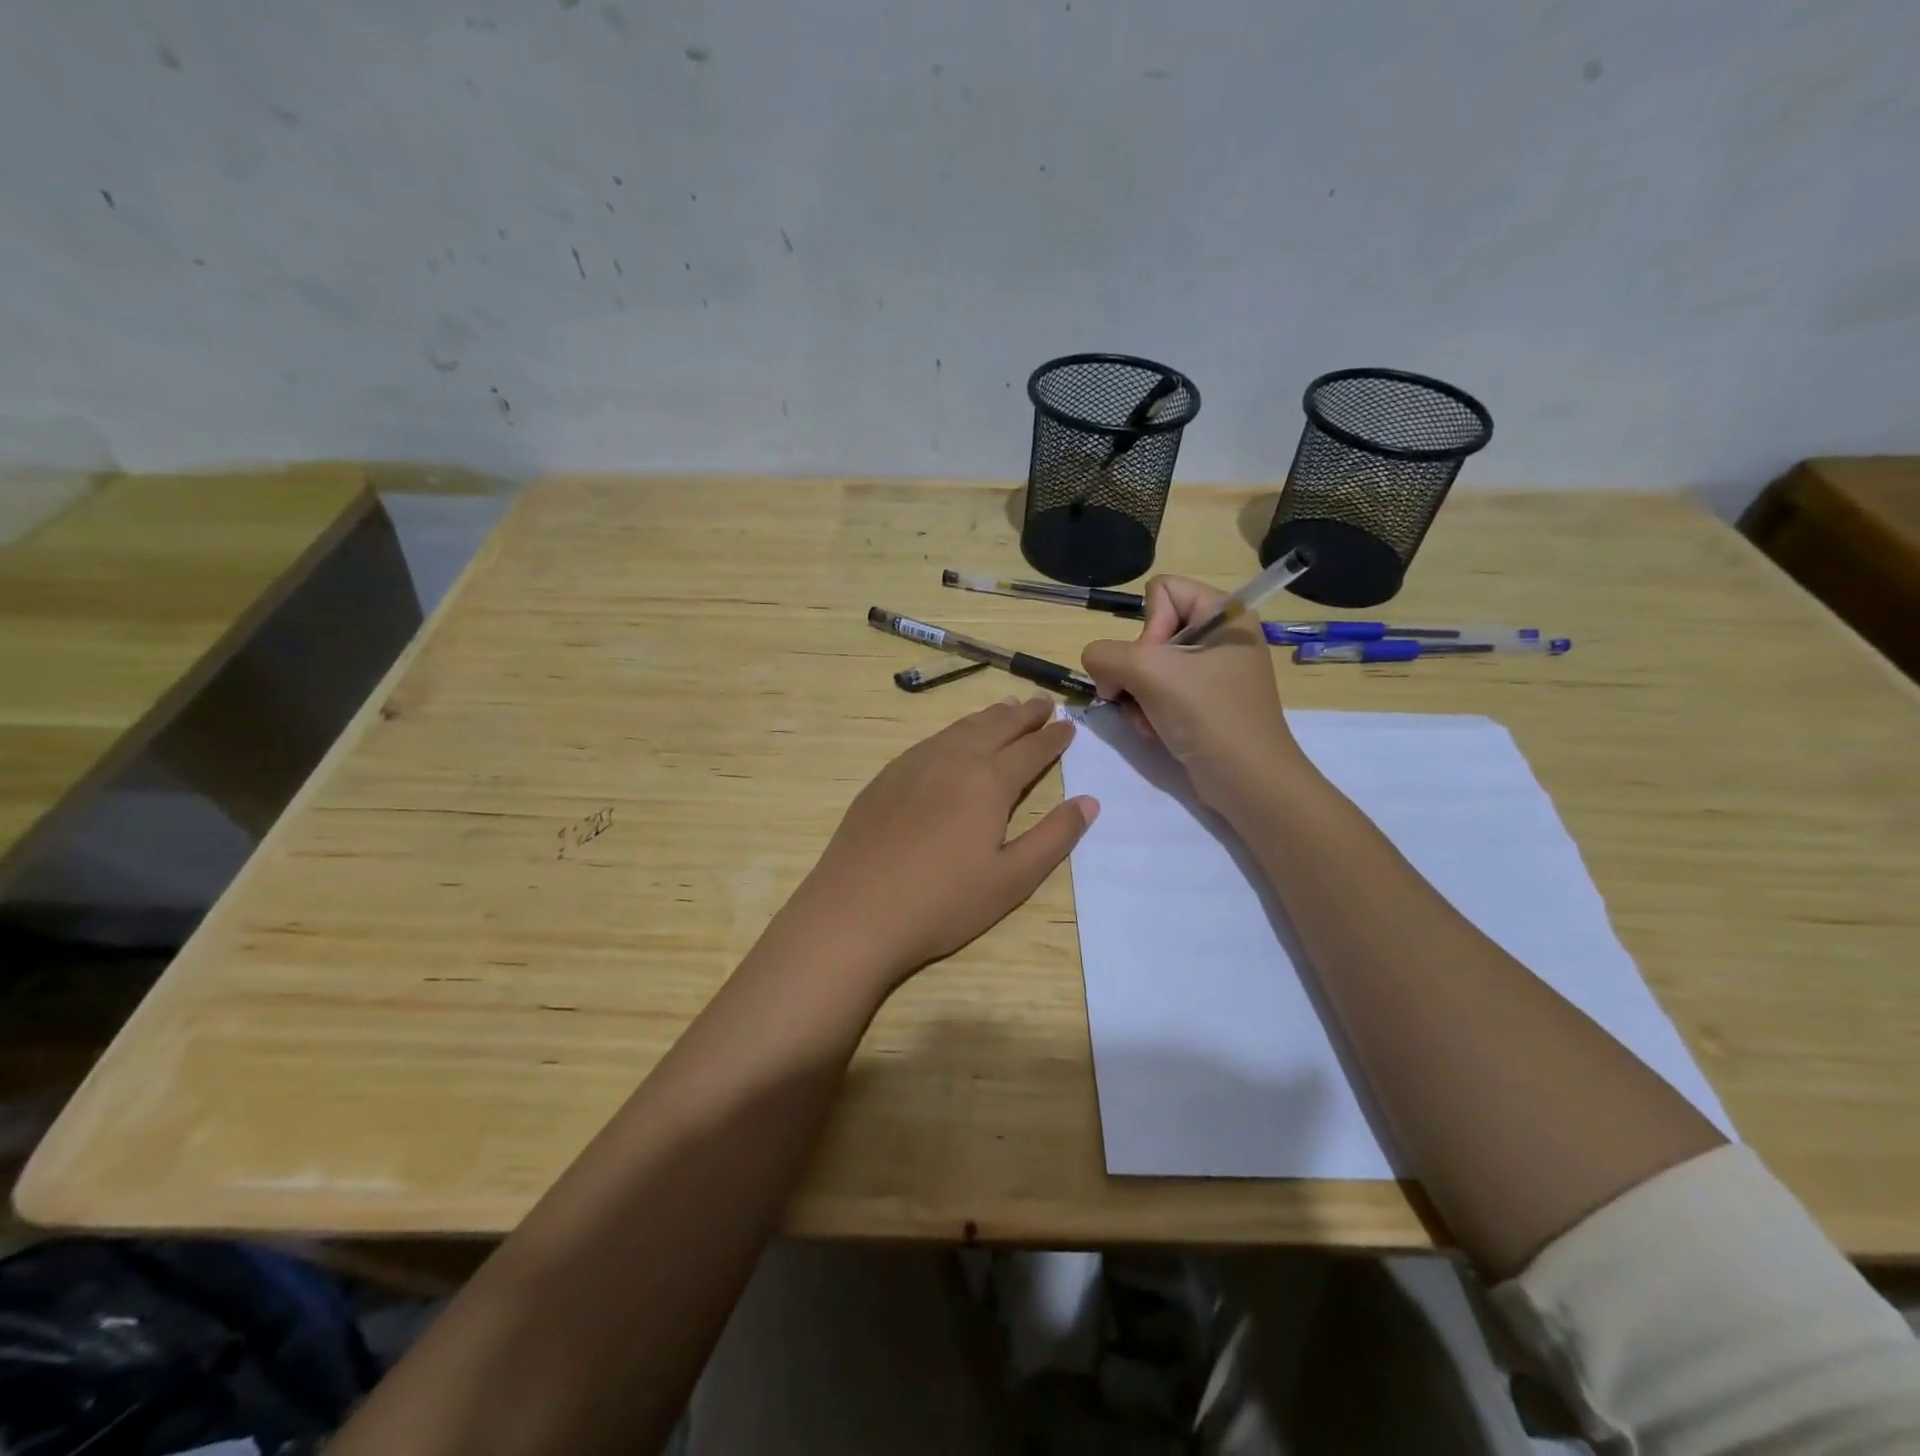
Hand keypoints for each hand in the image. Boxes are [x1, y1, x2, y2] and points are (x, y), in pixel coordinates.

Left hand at [784, 696, 1097, 990]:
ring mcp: (913, 765)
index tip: (1069, 725)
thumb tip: (1089, 801)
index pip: (1030, 750)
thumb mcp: (1012, 879)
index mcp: (988, 782)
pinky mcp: (885, 778)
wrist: (855, 911)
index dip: (1053, 738)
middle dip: (1023, 715)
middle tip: (1043, 703)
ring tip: (1006, 707)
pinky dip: (953, 731)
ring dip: (988, 716)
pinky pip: (930, 741)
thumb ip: (1054, 837)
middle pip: (995, 727)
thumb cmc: (943, 902)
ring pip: (959, 729)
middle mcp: (952, 760)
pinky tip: (952, 740)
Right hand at [1081, 576, 1303, 810]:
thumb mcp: (1148, 672)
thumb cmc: (1207, 714)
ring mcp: (1212, 672)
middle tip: (1143, 696)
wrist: (1246, 780)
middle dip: (1136, 669)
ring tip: (1147, 720)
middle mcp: (1220, 636)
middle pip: (1150, 632)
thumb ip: (1105, 654)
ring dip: (1137, 695)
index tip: (1156, 663)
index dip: (1148, 626)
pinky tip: (1154, 730)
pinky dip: (1148, 711)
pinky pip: (1158, 691)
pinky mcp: (1203, 702)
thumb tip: (1098, 666)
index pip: (1162, 591)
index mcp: (1225, 613)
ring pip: (1147, 666)